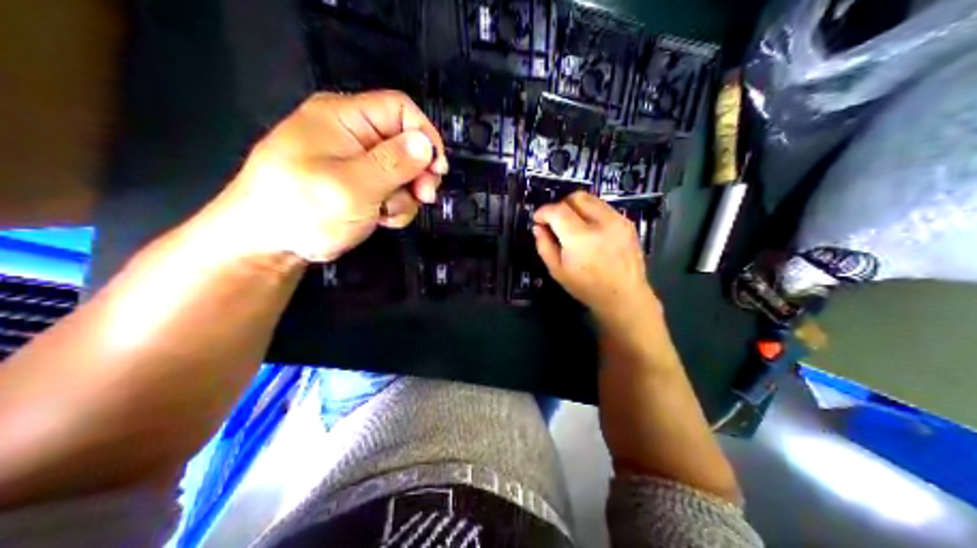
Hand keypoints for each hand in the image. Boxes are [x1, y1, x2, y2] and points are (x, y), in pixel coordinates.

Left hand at [209, 89, 450, 261]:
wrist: (262, 247)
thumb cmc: (301, 210)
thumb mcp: (351, 188)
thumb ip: (392, 165)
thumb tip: (426, 144)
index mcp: (342, 116)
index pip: (399, 108)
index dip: (424, 135)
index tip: (436, 170)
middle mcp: (348, 131)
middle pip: (402, 140)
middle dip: (416, 171)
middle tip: (423, 198)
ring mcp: (350, 159)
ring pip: (399, 169)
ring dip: (404, 194)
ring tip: (388, 215)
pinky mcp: (352, 182)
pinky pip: (385, 186)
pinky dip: (390, 204)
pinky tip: (380, 219)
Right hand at [532, 191, 659, 319]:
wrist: (624, 296)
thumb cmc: (588, 287)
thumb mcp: (557, 271)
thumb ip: (544, 246)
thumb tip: (538, 227)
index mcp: (581, 238)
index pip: (557, 210)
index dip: (543, 212)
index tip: (538, 220)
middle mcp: (601, 223)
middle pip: (575, 198)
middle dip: (561, 205)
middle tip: (555, 221)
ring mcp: (617, 220)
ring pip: (590, 198)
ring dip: (577, 208)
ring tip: (573, 226)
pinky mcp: (627, 222)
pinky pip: (604, 208)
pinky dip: (592, 213)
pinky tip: (590, 231)